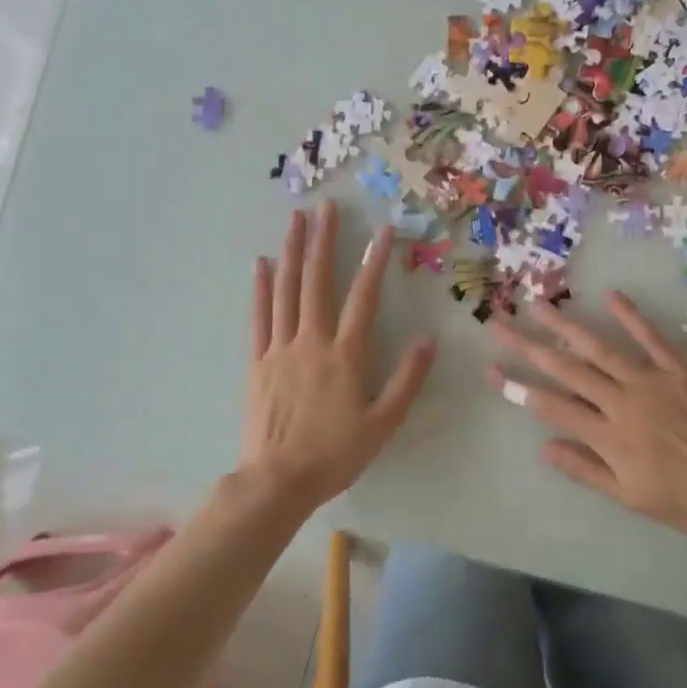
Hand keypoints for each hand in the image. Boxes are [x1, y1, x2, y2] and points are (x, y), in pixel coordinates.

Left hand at [241, 203, 436, 511]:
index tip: (383, 230)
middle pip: (318, 281)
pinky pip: (260, 317)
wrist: (278, 482)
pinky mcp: (258, 362)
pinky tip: (262, 264)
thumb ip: (407, 379)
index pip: (364, 297)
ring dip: (292, 252)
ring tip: (295, 219)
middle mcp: (312, 341)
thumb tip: (428, 340)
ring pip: (287, 291)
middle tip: (326, 206)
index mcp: (346, 354)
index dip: (374, 261)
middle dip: (322, 240)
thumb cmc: (336, 454)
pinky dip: (262, 288)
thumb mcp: (383, 423)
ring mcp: (280, 349)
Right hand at [488, 293, 686, 539]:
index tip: (491, 369)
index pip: (551, 406)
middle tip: (499, 323)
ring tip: (538, 304)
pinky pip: (651, 338)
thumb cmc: (686, 502)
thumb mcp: (630, 497)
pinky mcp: (680, 370)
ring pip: (600, 348)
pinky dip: (631, 316)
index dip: (517, 388)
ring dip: (565, 325)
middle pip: (566, 368)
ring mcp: (652, 381)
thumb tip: (544, 446)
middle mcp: (623, 401)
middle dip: (528, 345)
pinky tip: (610, 296)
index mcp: (609, 436)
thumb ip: (586, 469)